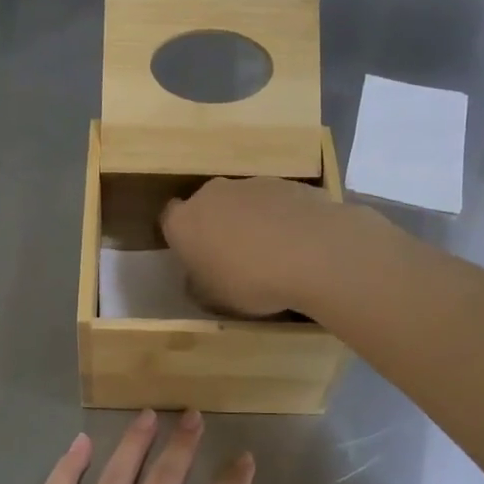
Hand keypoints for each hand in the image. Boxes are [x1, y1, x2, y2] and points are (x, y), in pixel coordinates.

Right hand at [161, 176, 367, 318]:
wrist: (314, 253)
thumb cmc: (250, 282)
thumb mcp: (214, 300)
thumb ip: (199, 285)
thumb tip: (198, 279)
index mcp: (184, 221)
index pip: (170, 219)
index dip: (182, 237)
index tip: (197, 256)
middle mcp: (213, 194)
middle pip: (209, 206)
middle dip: (218, 226)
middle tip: (235, 257)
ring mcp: (254, 184)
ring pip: (246, 202)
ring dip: (253, 221)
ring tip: (276, 254)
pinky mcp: (291, 183)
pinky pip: (280, 204)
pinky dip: (285, 219)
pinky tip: (302, 245)